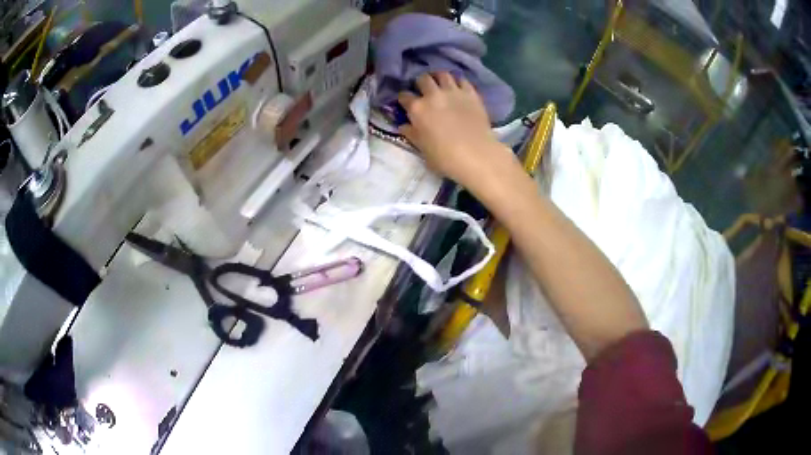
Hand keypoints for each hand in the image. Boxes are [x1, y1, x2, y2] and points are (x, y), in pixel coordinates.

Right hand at [398, 73, 520, 194]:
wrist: (477, 155)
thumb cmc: (445, 157)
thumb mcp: (422, 148)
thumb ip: (411, 134)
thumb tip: (404, 125)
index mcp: (417, 109)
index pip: (404, 96)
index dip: (403, 99)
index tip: (405, 103)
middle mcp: (433, 95)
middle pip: (423, 79)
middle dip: (421, 83)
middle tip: (423, 91)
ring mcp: (453, 91)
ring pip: (442, 74)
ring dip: (439, 78)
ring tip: (440, 84)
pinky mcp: (471, 93)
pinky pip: (462, 80)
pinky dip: (457, 82)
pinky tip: (458, 88)